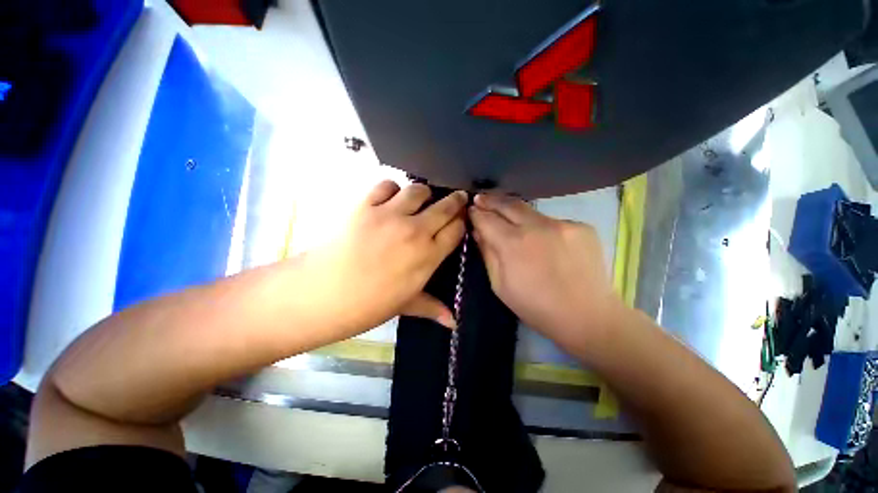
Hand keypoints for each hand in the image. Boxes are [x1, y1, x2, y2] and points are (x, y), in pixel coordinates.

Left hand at [300, 181, 466, 338]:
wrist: (321, 294)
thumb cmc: (368, 305)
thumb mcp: (405, 305)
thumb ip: (433, 308)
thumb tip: (454, 323)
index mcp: (428, 256)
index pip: (456, 229)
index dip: (461, 222)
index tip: (461, 219)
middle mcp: (415, 230)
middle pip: (445, 206)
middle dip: (455, 200)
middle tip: (457, 198)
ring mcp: (389, 215)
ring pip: (418, 190)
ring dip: (424, 193)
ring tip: (420, 200)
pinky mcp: (365, 205)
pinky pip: (386, 186)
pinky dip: (391, 189)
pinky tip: (390, 199)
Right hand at [468, 194, 624, 356]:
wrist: (587, 317)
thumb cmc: (536, 307)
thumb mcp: (500, 285)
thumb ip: (488, 254)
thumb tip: (479, 232)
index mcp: (514, 244)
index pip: (487, 219)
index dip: (476, 213)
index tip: (471, 209)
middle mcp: (537, 227)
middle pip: (508, 204)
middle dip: (491, 200)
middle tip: (481, 198)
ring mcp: (563, 224)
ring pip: (531, 211)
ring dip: (515, 212)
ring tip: (506, 215)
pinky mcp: (582, 226)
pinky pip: (552, 221)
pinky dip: (541, 226)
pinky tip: (543, 240)